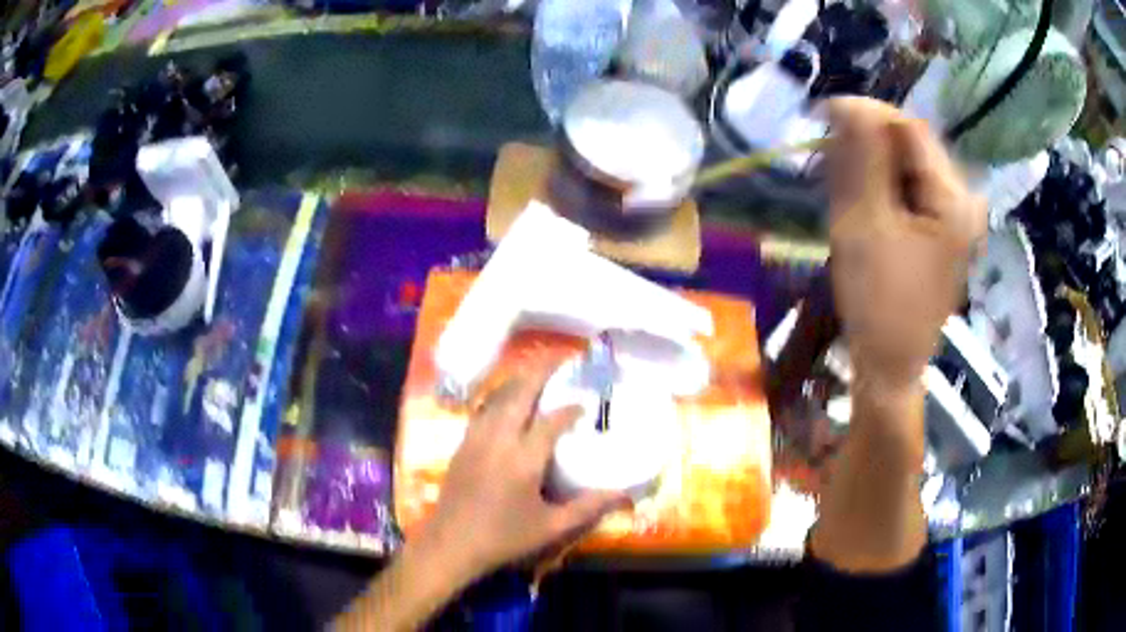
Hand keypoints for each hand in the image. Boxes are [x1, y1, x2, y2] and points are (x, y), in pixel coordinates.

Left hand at [416, 361, 629, 582]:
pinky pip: (483, 409)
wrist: (450, 544)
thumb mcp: (550, 528)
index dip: (570, 409)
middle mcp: (499, 440)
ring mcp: (476, 439)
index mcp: (523, 459)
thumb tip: (623, 494)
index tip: (585, 403)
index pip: (551, 421)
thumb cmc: (503, 538)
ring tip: (536, 371)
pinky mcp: (462, 444)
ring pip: (498, 397)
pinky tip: (506, 399)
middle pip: (520, 394)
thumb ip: (588, 508)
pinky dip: (499, 396)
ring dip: (518, 380)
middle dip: (540, 371)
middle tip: (560, 357)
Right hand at [827, 98, 985, 392]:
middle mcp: (964, 199)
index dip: (865, 113)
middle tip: (827, 157)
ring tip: (840, 183)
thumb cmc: (878, 302)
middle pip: (911, 145)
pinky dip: (882, 186)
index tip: (821, 116)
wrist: (890, 366)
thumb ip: (860, 158)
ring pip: (908, 165)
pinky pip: (910, 189)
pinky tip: (863, 204)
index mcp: (954, 198)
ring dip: (871, 164)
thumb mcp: (864, 224)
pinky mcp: (944, 230)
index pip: (908, 127)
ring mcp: (956, 216)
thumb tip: (847, 103)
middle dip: (867, 142)